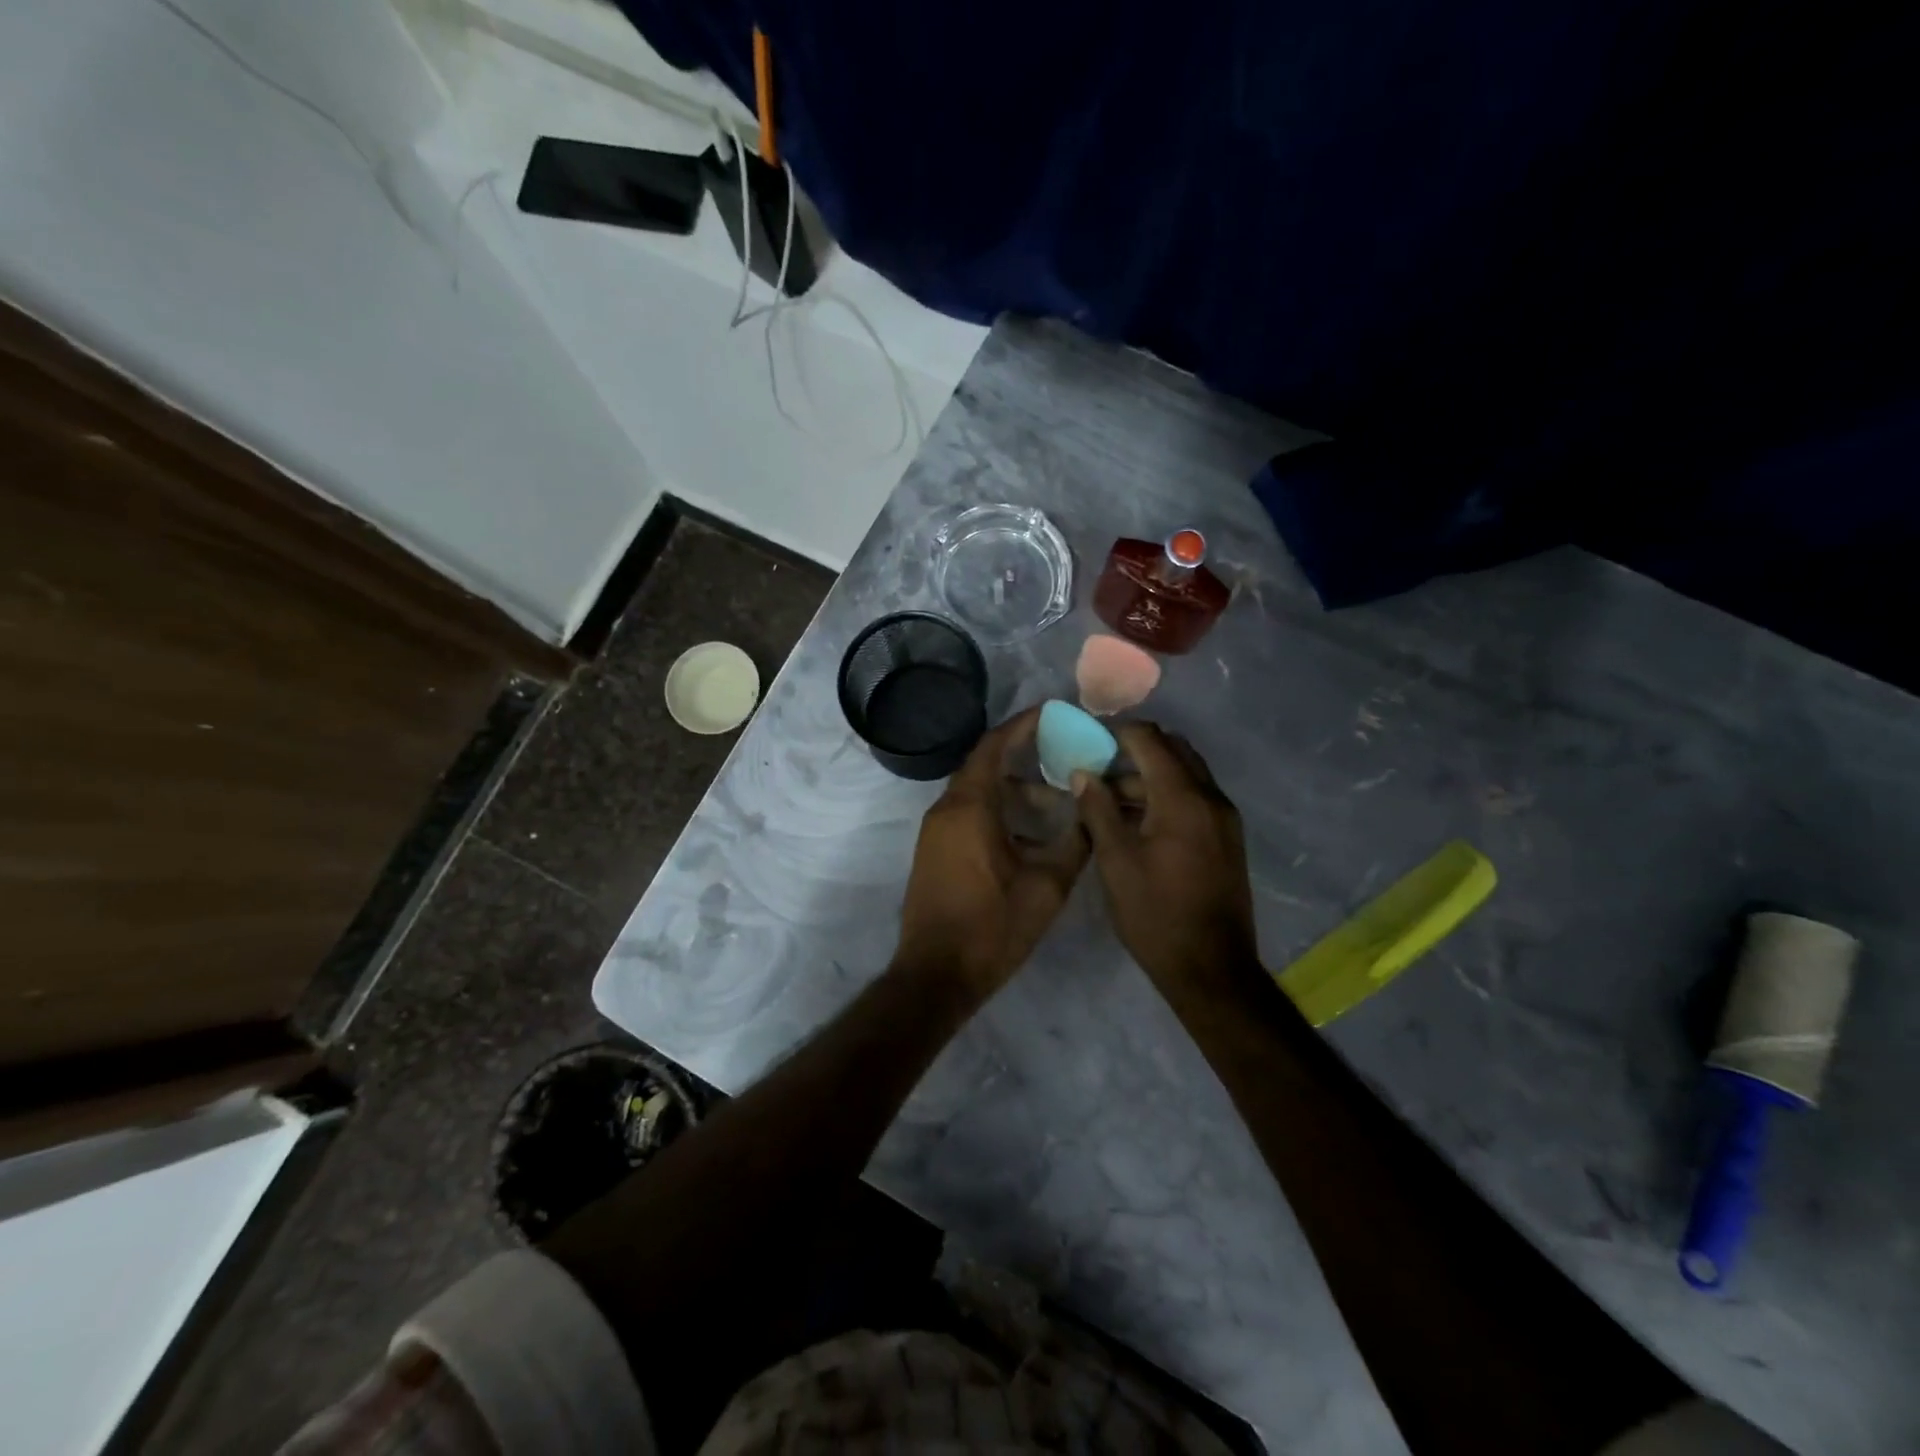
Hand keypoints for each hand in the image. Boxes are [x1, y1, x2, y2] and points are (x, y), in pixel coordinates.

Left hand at [897, 707, 1090, 995]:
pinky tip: (1031, 834)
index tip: (1054, 712)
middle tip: (1065, 754)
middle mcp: (946, 810)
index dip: (1024, 724)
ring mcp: (936, 832)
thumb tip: (1093, 812)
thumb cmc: (991, 928)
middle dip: (1026, 756)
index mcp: (969, 807)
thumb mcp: (1046, 886)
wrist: (936, 975)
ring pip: (979, 793)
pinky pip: (969, 814)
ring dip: (1015, 790)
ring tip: (1058, 803)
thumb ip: (1074, 843)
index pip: (994, 746)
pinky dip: (1000, 810)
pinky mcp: (935, 852)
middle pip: (986, 765)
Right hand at [1073, 722, 1262, 996]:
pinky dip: (1166, 796)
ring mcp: (1224, 818)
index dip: (1117, 733)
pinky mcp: (1227, 837)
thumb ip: (1098, 810)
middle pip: (1173, 750)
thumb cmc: (1156, 915)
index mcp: (1183, 798)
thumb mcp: (1116, 862)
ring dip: (1149, 776)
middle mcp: (1211, 797)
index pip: (1150, 740)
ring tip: (1108, 800)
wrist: (1211, 968)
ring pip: (1185, 775)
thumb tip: (1082, 773)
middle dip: (1135, 750)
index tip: (1087, 741)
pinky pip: (1194, 798)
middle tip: (1097, 767)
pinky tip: (1136, 822)